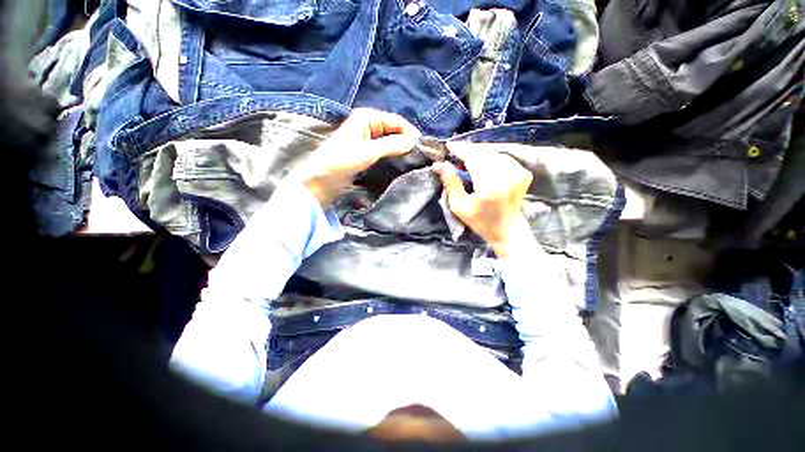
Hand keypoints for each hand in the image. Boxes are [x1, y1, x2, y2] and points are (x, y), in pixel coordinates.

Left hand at [301, 108, 420, 206]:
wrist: (323, 178)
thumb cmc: (343, 160)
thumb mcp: (369, 151)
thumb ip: (392, 144)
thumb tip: (415, 141)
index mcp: (367, 117)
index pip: (396, 120)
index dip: (410, 132)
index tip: (422, 147)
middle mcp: (368, 123)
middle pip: (394, 129)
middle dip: (406, 140)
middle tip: (418, 155)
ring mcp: (367, 136)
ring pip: (391, 139)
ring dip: (401, 147)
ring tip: (412, 158)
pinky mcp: (367, 149)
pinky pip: (385, 147)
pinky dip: (393, 152)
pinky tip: (400, 160)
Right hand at [433, 144, 533, 257]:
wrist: (508, 231)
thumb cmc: (481, 222)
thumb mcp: (460, 206)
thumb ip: (451, 183)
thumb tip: (439, 165)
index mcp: (490, 184)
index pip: (473, 157)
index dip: (460, 149)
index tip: (448, 145)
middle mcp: (507, 174)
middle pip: (484, 152)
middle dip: (468, 150)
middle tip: (455, 152)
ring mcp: (518, 172)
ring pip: (493, 153)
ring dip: (479, 153)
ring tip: (466, 158)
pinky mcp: (523, 172)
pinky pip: (503, 157)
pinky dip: (490, 158)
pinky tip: (482, 164)